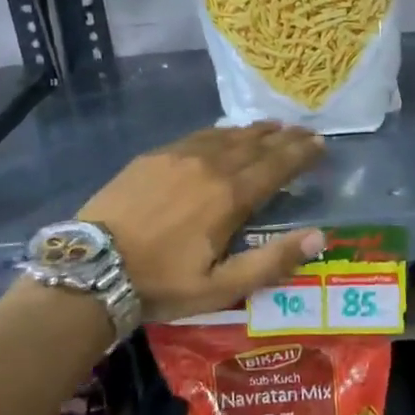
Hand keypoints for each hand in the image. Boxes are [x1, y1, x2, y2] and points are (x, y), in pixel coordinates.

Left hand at [77, 123, 326, 322]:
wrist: (93, 267)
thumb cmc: (161, 283)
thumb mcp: (221, 287)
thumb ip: (271, 260)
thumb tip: (318, 236)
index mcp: (230, 197)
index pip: (276, 166)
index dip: (301, 154)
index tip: (321, 144)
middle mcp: (210, 166)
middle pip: (256, 145)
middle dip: (285, 138)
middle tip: (306, 131)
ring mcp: (179, 156)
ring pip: (227, 136)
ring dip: (255, 131)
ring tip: (274, 126)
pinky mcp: (154, 156)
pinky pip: (198, 135)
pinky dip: (222, 132)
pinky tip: (226, 133)